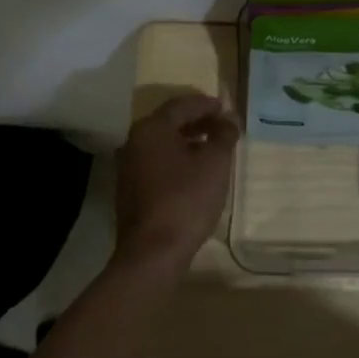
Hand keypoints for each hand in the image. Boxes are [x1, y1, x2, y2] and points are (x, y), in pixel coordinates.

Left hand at [114, 94, 238, 270]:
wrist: (153, 252)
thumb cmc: (186, 199)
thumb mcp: (215, 163)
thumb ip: (224, 134)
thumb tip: (229, 118)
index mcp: (152, 128)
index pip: (182, 105)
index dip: (206, 104)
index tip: (225, 108)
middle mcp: (135, 141)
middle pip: (169, 122)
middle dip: (197, 121)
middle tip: (221, 126)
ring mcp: (129, 166)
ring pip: (162, 143)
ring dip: (187, 140)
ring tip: (212, 148)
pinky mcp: (130, 189)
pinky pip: (157, 162)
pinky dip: (177, 159)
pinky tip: (195, 172)